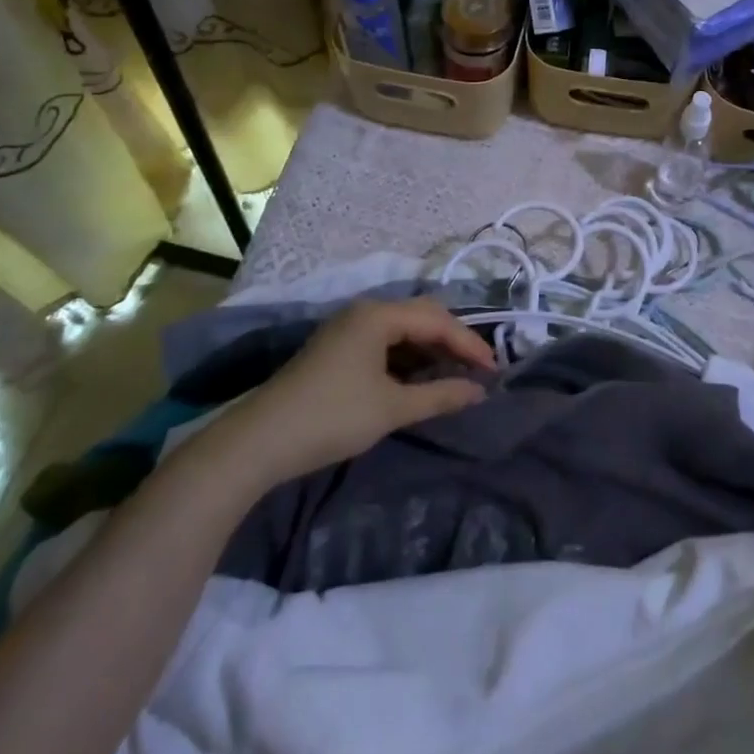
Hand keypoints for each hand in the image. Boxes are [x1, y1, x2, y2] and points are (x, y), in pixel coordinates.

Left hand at [198, 298, 496, 486]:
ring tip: (455, 375)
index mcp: (379, 315)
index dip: (469, 344)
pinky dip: (408, 357)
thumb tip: (479, 392)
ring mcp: (347, 329)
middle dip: (452, 342)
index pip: (437, 320)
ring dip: (430, 350)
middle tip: (478, 369)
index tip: (494, 370)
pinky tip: (419, 378)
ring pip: (402, 330)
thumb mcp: (391, 408)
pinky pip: (385, 342)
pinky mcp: (337, 348)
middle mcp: (365, 311)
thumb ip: (439, 396)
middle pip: (421, 316)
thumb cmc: (332, 417)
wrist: (259, 442)